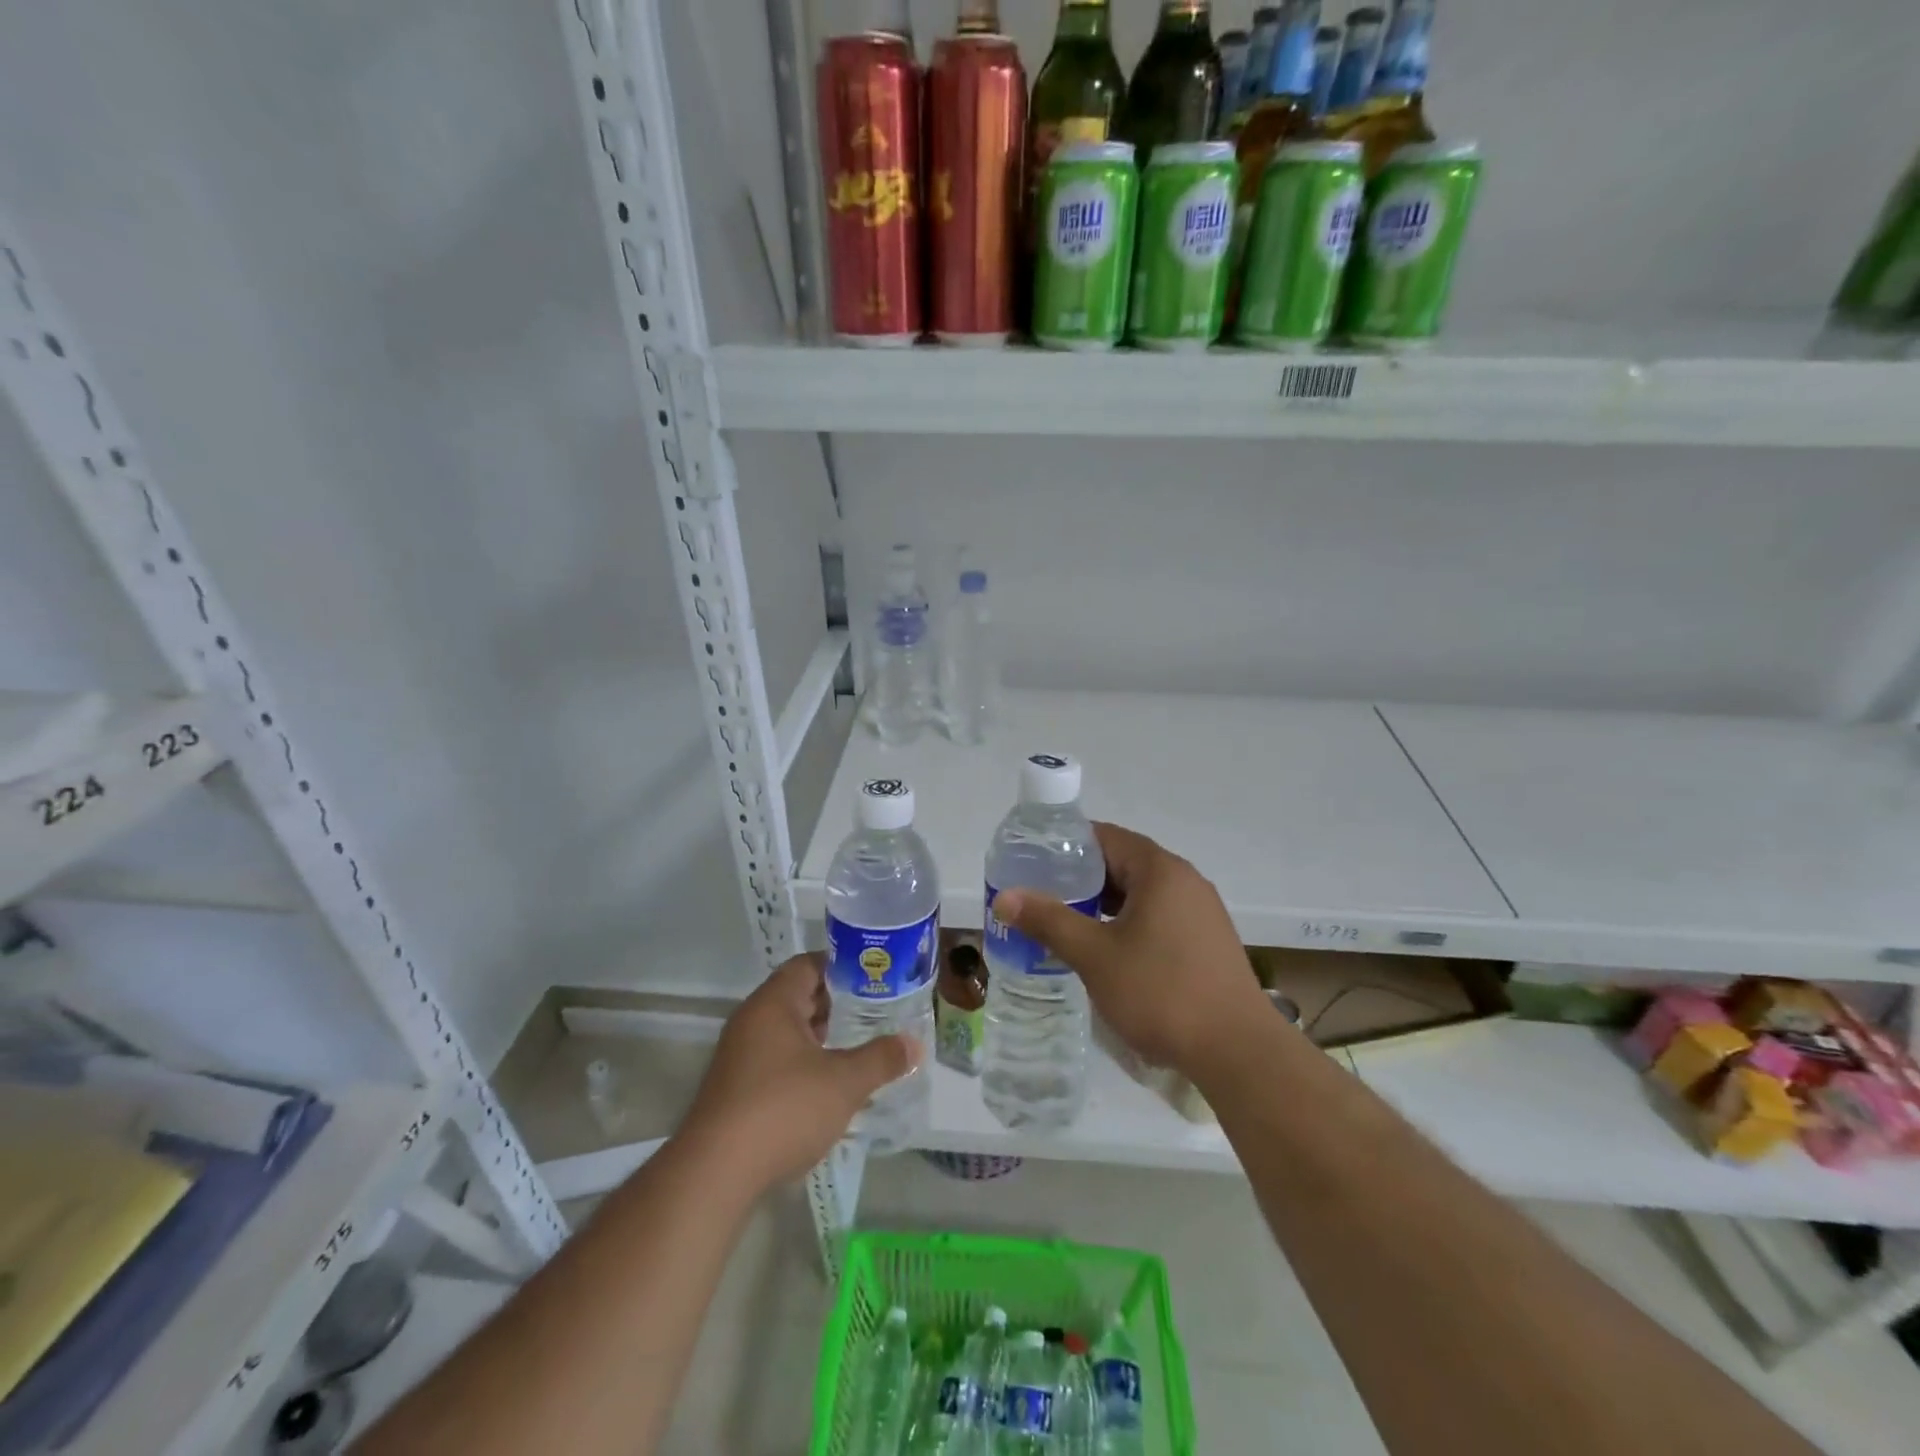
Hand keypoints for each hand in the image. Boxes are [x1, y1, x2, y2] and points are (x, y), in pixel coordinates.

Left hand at [682, 953, 919, 1192]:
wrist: (715, 1174)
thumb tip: (914, 1044)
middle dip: (837, 1003)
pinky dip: (804, 1062)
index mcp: (773, 1003)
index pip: (809, 965)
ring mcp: (740, 1056)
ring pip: (788, 1031)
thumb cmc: (783, 1109)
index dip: (843, 966)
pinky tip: (830, 1084)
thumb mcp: (844, 1082)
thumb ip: (881, 1059)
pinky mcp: (736, 1089)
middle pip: (798, 996)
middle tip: (877, 1009)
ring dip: (821, 1036)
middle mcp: (752, 1020)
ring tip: (860, 1044)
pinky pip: (777, 1059)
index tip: (875, 975)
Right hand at [991, 822, 1273, 1077]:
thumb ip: (1049, 920)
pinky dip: (1129, 923)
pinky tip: (1108, 950)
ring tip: (1066, 923)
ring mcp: (1201, 911)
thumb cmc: (1161, 992)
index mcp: (1160, 870)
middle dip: (1082, 878)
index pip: (1105, 837)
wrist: (1238, 1052)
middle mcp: (1185, 880)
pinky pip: (1159, 916)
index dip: (1067, 845)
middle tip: (1042, 895)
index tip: (1033, 861)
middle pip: (1124, 863)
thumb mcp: (1095, 955)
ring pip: (1141, 893)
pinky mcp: (1207, 941)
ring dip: (1105, 904)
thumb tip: (1005, 897)